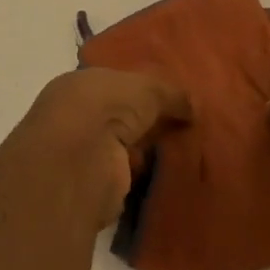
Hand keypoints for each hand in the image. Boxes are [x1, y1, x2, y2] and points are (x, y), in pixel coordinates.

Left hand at [2, 69, 191, 227]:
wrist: (81, 160)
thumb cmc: (107, 107)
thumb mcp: (148, 88)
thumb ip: (171, 94)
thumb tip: (193, 106)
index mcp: (79, 84)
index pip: (114, 84)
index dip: (142, 89)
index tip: (173, 98)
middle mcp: (76, 117)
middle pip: (119, 117)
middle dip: (147, 121)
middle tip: (187, 124)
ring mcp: (82, 153)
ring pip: (123, 147)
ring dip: (146, 150)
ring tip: (186, 149)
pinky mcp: (94, 186)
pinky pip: (127, 175)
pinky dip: (144, 175)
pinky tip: (169, 173)